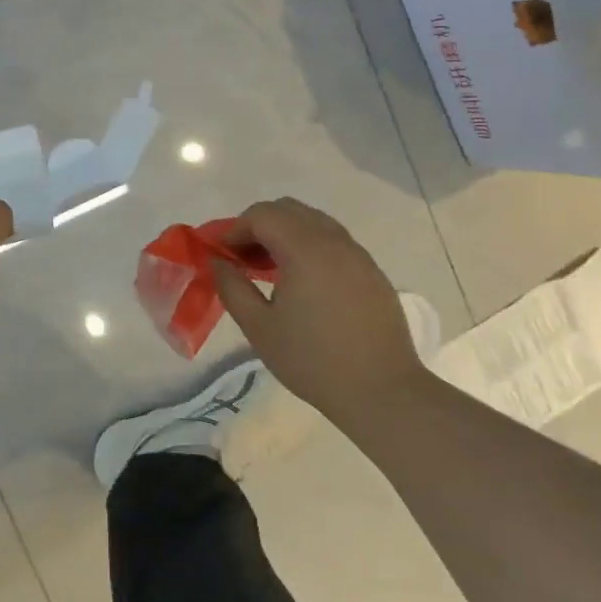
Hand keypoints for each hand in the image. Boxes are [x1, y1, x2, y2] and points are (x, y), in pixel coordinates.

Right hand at [210, 198, 423, 423]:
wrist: (382, 392)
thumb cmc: (313, 361)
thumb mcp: (259, 327)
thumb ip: (232, 287)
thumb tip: (218, 263)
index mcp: (305, 250)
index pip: (262, 215)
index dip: (235, 228)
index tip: (220, 254)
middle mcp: (334, 241)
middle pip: (288, 209)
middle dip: (258, 226)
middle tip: (242, 258)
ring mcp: (358, 254)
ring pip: (313, 221)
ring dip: (285, 233)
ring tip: (269, 269)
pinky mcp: (372, 271)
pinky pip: (333, 241)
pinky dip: (309, 246)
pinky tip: (302, 282)